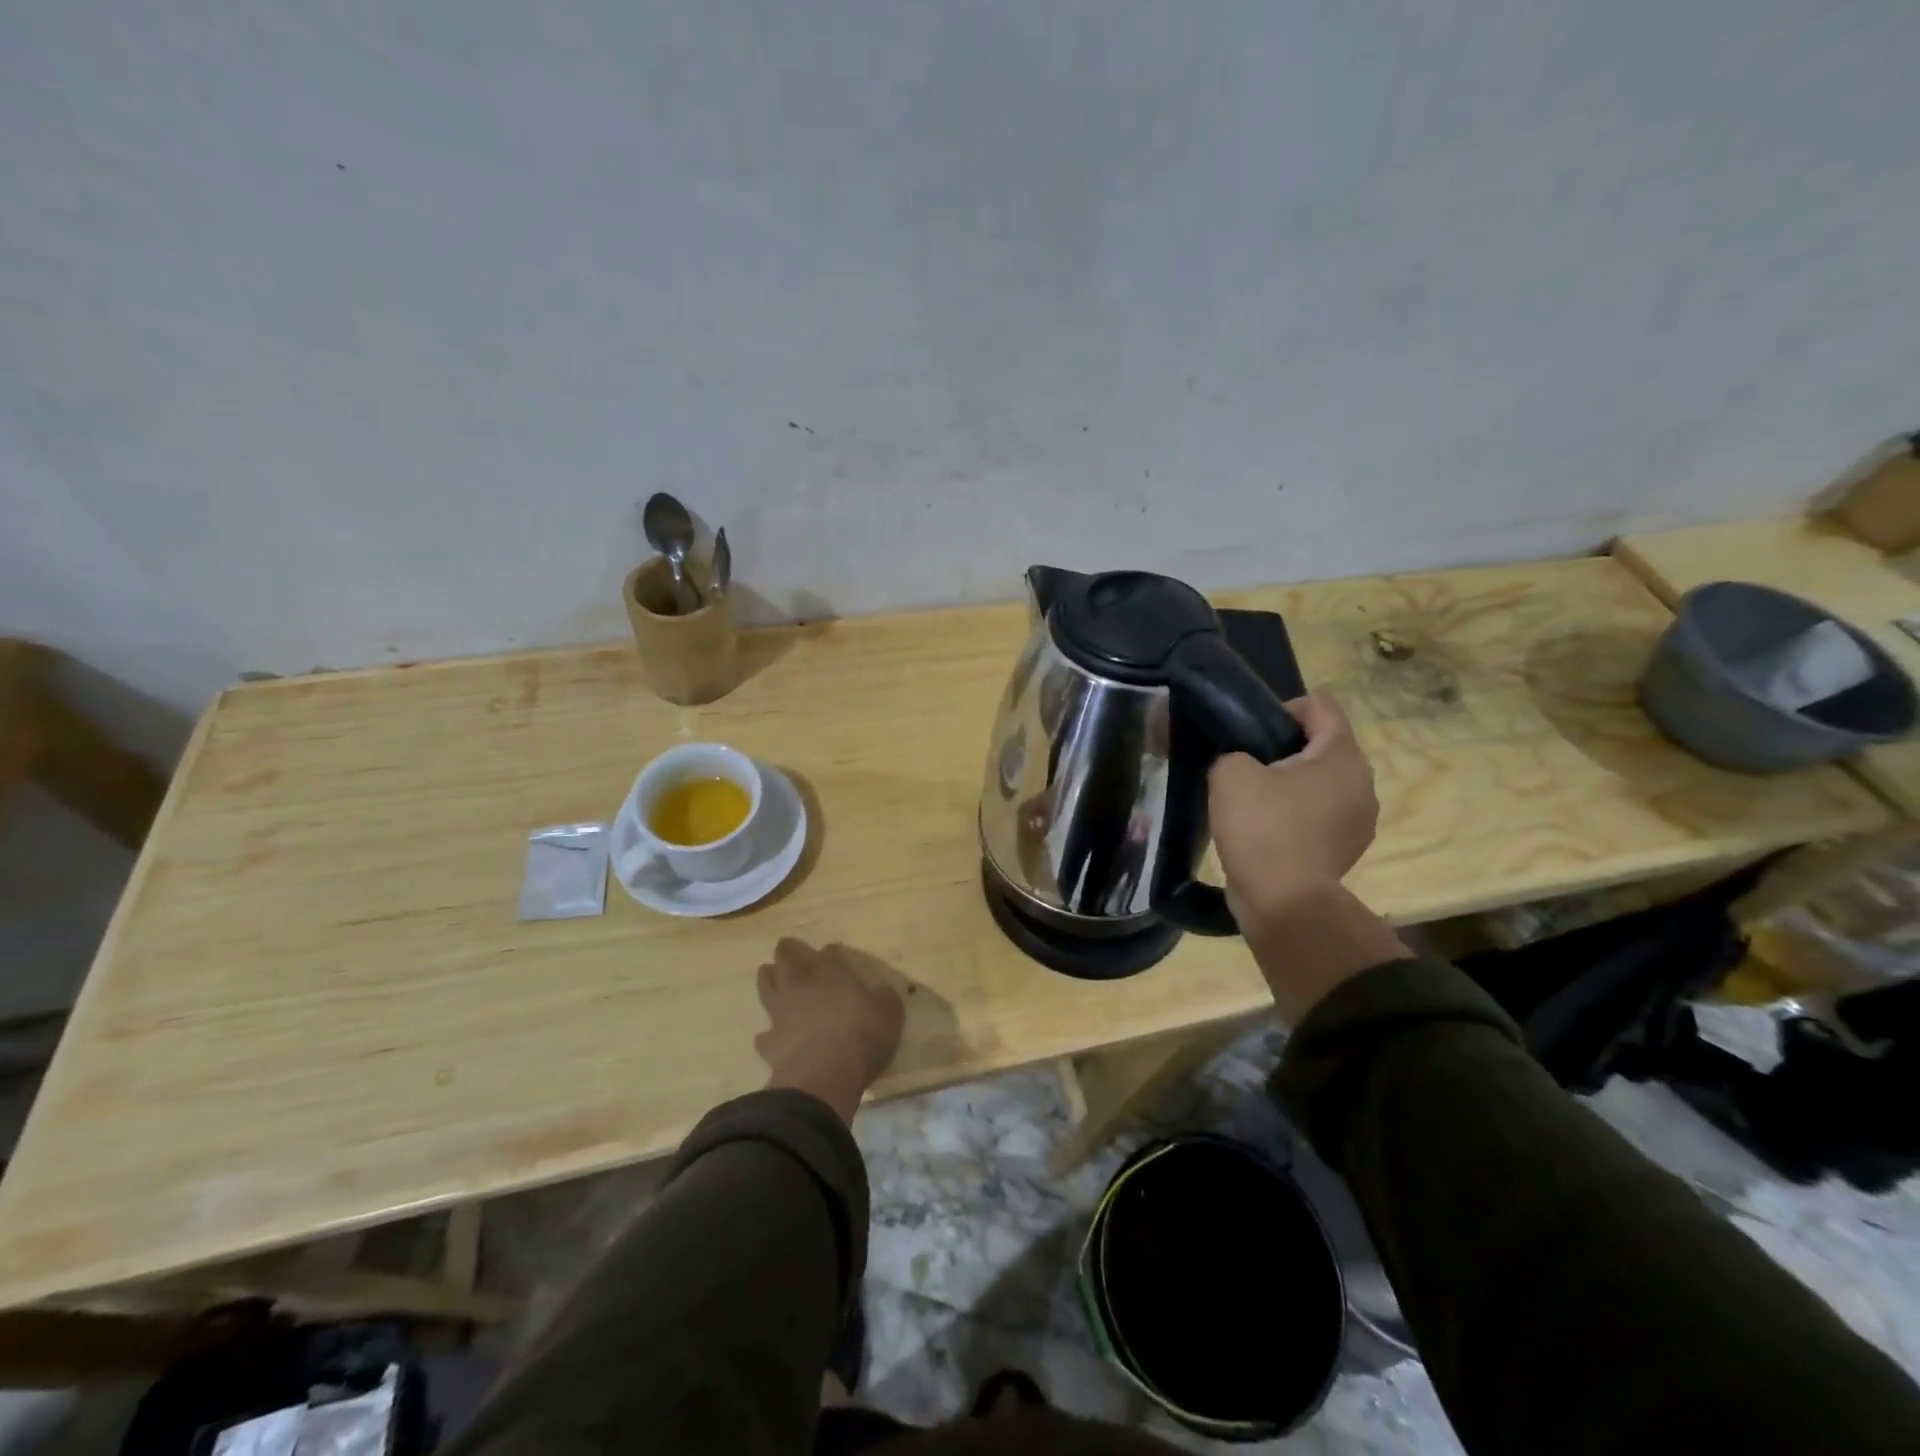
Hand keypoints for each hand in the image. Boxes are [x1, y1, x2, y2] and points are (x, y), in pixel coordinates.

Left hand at [755, 939, 905, 1121]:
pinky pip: (764, 1034)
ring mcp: (782, 1012)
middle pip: (788, 958)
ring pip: (767, 986)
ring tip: (767, 973)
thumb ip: (884, 998)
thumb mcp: (890, 1013)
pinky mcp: (770, 1043)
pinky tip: (769, 1036)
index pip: (829, 952)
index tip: (832, 952)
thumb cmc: (862, 1036)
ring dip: (767, 978)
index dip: (831, 952)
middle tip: (786, 948)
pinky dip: (767, 1034)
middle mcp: (803, 986)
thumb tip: (881, 993)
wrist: (825, 1074)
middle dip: (787, 951)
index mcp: (832, 973)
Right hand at [1208, 694, 1403, 1020]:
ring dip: (1289, 784)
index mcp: (1342, 756)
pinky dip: (1294, 814)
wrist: (1284, 903)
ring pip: (1320, 782)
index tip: (1249, 734)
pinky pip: (1318, 815)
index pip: (1319, 705)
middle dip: (1282, 749)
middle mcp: (1362, 783)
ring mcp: (1358, 820)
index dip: (1280, 709)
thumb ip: (1234, 751)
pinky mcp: (1345, 849)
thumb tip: (1241, 762)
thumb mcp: (1230, 773)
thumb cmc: (1262, 827)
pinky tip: (1265, 831)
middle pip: (1321, 745)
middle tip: (1245, 767)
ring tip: (1252, 802)